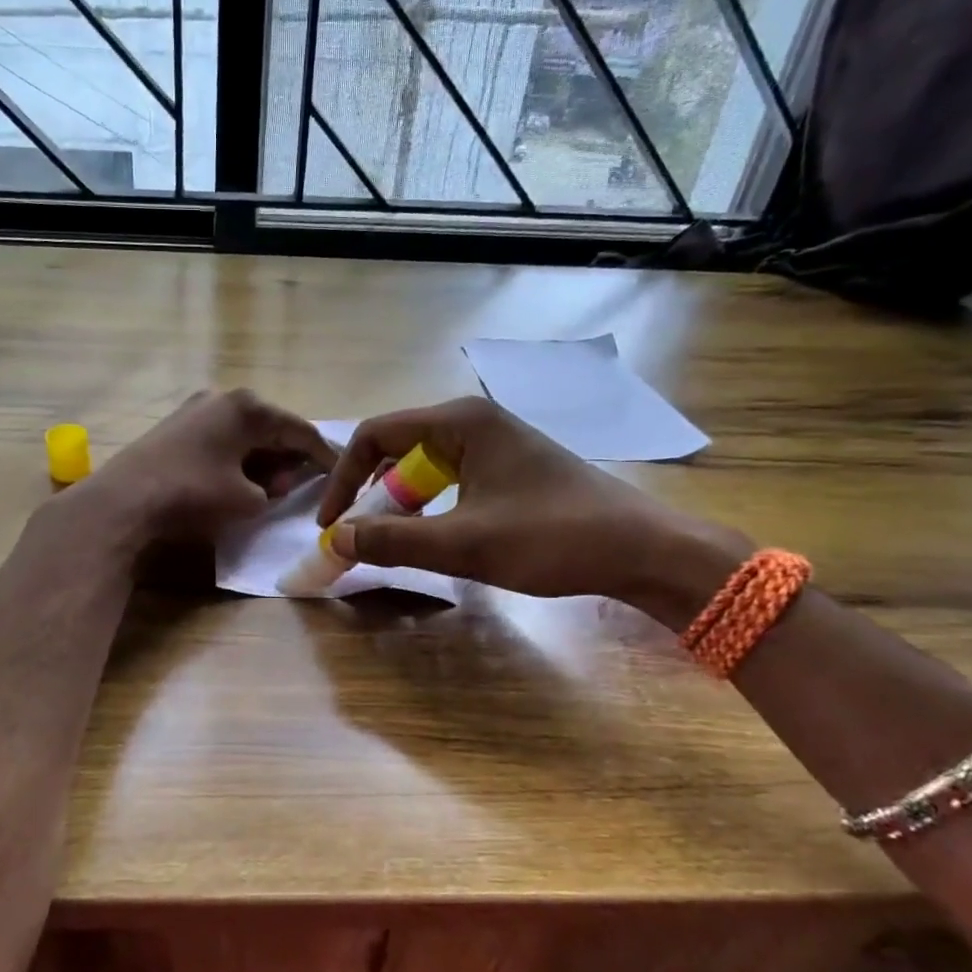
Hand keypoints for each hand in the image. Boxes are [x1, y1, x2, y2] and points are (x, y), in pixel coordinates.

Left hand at [74, 388, 335, 547]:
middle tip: (306, 482)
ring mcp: (196, 408)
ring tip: (272, 486)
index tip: (341, 473)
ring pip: (245, 432)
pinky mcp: (176, 426)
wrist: (124, 501)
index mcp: (249, 407)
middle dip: (290, 456)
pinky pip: (222, 438)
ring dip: (263, 458)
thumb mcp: (248, 499)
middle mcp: (223, 397)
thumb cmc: (194, 494)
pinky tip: (238, 478)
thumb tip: (276, 482)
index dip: (324, 455)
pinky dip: (237, 457)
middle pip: (272, 427)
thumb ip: (275, 488)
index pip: (300, 430)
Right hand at [316, 397, 747, 617]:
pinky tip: (439, 537)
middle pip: (397, 449)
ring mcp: (496, 443)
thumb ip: (392, 540)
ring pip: (423, 468)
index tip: (331, 525)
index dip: (344, 479)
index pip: (375, 436)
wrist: (640, 550)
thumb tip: (335, 540)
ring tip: (396, 542)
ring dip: (401, 505)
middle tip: (362, 539)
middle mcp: (474, 421)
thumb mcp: (463, 544)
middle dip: (372, 495)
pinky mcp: (510, 467)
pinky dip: (431, 507)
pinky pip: (451, 479)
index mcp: (459, 422)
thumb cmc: (550, 538)